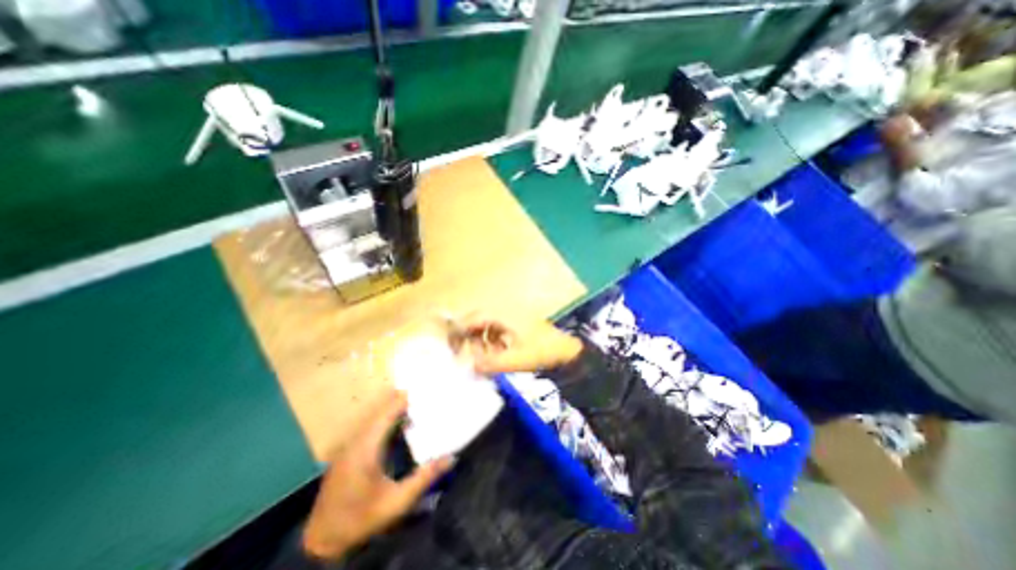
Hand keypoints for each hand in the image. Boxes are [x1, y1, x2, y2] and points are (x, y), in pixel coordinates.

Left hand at [302, 390, 452, 558]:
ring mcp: (348, 447)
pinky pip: (368, 427)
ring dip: (391, 409)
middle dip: (399, 401)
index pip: (386, 414)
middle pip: (379, 412)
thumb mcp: (397, 501)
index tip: (421, 389)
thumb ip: (424, 477)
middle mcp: (355, 442)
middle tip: (421, 393)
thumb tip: (451, 458)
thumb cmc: (362, 519)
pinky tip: (396, 424)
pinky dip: (383, 420)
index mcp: (366, 449)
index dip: (403, 400)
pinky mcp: (346, 453)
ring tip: (412, 403)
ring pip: (372, 418)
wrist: (322, 542)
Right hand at [450, 314, 582, 375]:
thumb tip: (468, 366)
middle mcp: (504, 312)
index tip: (452, 349)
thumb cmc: (542, 351)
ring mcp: (511, 319)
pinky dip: (493, 344)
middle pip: (477, 322)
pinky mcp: (517, 326)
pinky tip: (498, 357)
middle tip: (468, 358)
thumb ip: (489, 363)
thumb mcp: (515, 359)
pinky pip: (497, 333)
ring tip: (485, 360)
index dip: (458, 333)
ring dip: (482, 344)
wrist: (568, 351)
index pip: (472, 319)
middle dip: (470, 340)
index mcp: (502, 315)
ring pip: (487, 328)